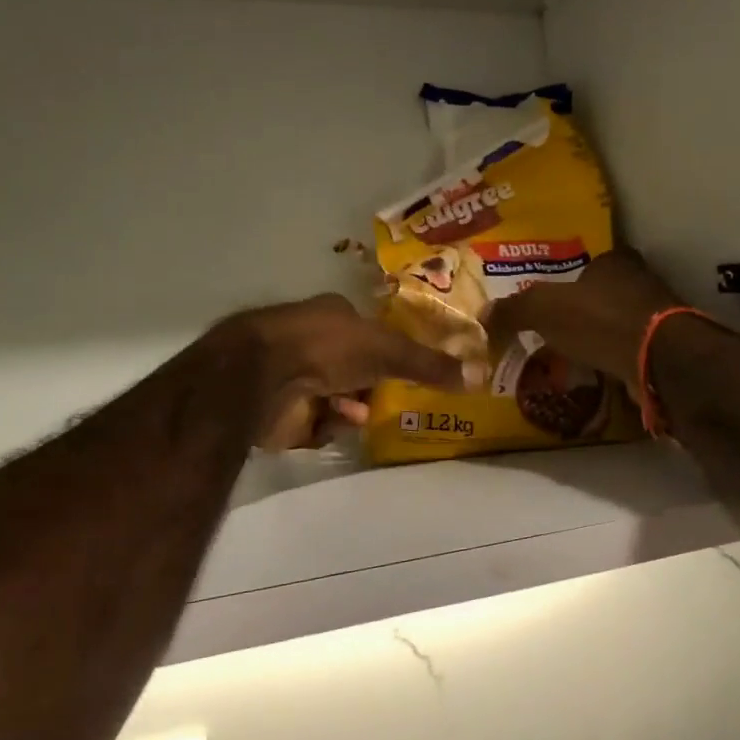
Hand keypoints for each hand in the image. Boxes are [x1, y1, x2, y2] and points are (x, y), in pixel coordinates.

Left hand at [228, 294, 482, 450]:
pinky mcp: (280, 411)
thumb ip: (428, 364)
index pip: (366, 330)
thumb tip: (477, 375)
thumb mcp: (388, 351)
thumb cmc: (327, 348)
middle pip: (353, 368)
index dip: (386, 349)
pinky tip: (332, 424)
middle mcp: (311, 340)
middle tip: (389, 399)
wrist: (262, 375)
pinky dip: (329, 425)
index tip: (406, 369)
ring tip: (358, 415)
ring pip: (336, 398)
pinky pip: (317, 423)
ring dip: (352, 407)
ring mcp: (292, 375)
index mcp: (332, 314)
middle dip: (372, 386)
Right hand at [488, 250, 683, 389]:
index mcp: (615, 261)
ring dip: (598, 337)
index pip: (588, 263)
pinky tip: (595, 373)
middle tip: (554, 331)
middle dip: (582, 311)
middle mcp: (640, 281)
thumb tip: (482, 316)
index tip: (549, 302)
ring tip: (570, 356)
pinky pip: (628, 351)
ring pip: (617, 323)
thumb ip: (513, 310)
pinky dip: (612, 360)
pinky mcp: (663, 348)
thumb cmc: (599, 320)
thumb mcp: (544, 308)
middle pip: (604, 293)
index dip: (568, 280)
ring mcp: (656, 316)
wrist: (656, 358)